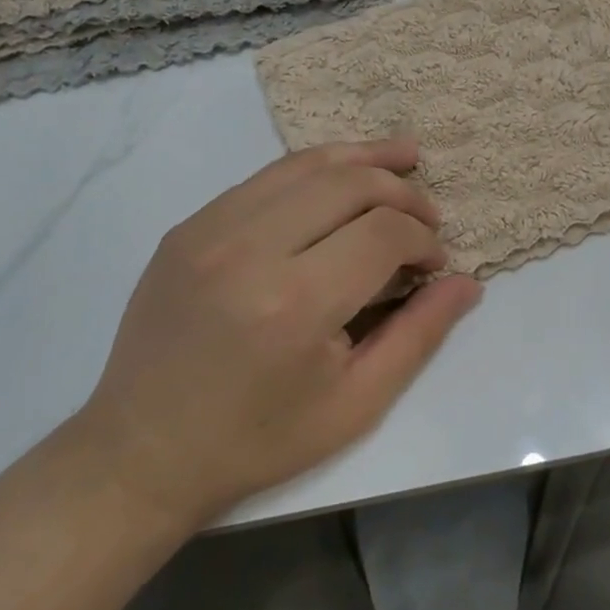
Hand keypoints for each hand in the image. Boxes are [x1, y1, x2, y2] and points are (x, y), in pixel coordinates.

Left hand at [76, 138, 480, 523]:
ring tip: (403, 157)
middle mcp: (250, 250)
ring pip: (305, 165)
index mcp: (295, 304)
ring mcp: (210, 229)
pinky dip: (313, 171)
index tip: (436, 262)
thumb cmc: (258, 440)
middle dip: (402, 191)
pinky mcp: (188, 226)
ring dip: (363, 159)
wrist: (142, 452)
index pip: (384, 233)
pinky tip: (339, 179)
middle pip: (349, 184)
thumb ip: (418, 335)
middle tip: (428, 215)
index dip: (424, 239)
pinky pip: (265, 178)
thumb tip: (467, 282)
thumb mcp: (354, 404)